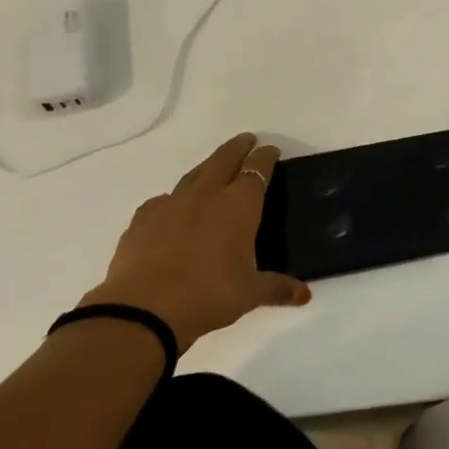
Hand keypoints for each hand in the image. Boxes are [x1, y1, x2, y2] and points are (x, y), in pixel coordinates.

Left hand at [79, 134, 308, 350]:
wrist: (145, 308)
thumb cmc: (209, 295)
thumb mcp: (250, 294)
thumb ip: (277, 288)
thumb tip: (304, 295)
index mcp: (239, 206)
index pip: (257, 170)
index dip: (265, 157)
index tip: (271, 150)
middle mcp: (207, 195)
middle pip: (224, 159)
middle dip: (238, 147)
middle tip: (246, 141)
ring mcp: (171, 203)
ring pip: (194, 174)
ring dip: (208, 167)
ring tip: (214, 168)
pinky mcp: (143, 218)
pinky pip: (164, 200)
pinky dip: (174, 199)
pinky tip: (174, 209)